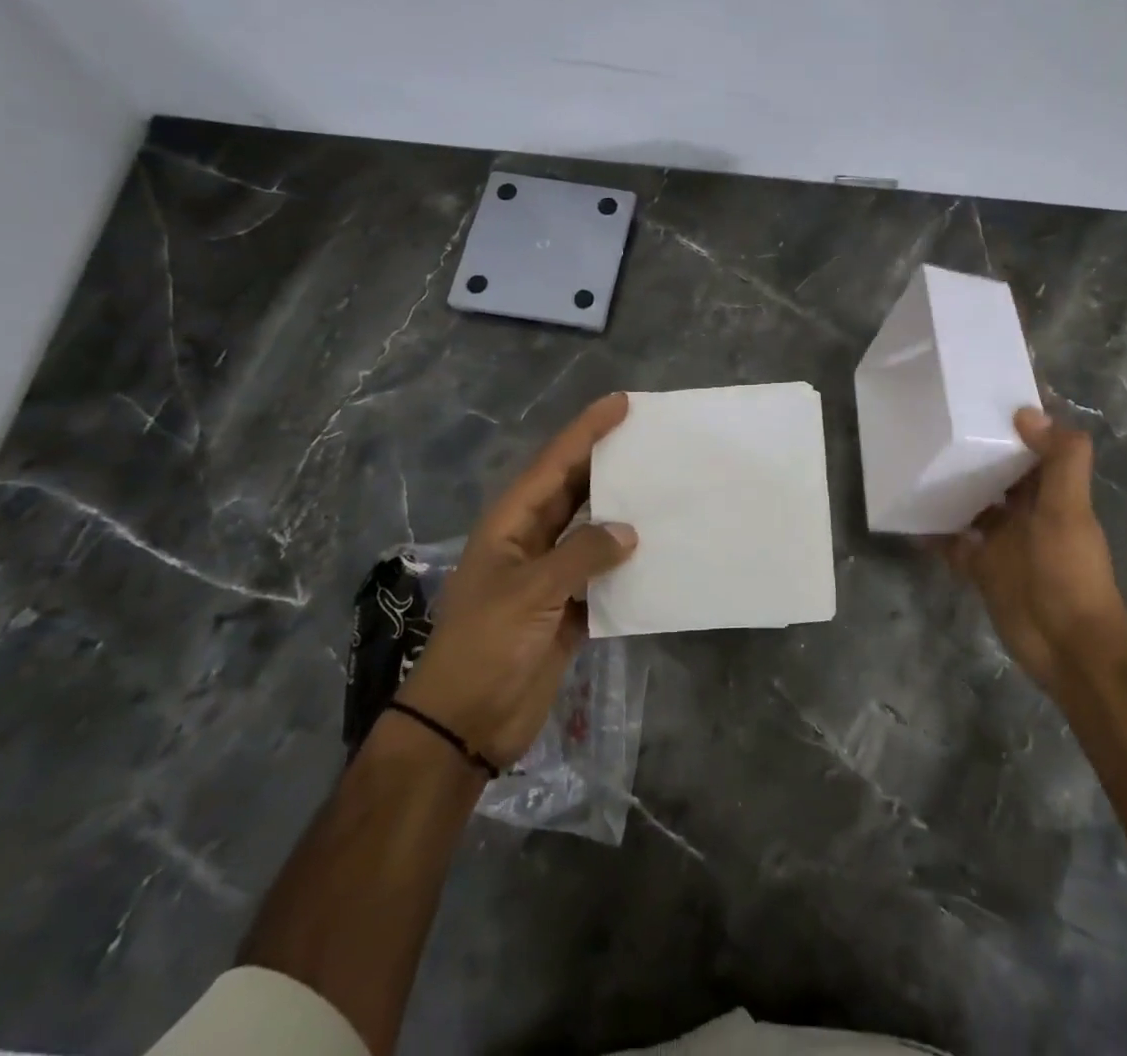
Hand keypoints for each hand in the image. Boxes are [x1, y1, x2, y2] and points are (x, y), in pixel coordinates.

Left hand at [396, 393, 636, 767]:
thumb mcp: (532, 592)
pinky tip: (657, 553)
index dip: (586, 431)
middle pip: (574, 490)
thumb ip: (582, 555)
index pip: (554, 464)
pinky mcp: (567, 610)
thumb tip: (629, 532)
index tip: (621, 403)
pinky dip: (626, 564)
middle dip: (607, 462)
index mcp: (511, 524)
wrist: (465, 724)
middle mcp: (531, 541)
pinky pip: (602, 574)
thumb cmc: (486, 646)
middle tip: (650, 438)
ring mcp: (549, 576)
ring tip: (661, 488)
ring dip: (621, 512)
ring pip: (591, 531)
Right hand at [939, 408, 1126, 695]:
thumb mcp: (1069, 509)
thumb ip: (1060, 460)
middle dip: (975, 451)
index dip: (1017, 423)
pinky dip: (934, 531)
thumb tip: (1027, 412)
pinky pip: (952, 542)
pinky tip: (908, 515)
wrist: (1067, 646)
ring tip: (915, 461)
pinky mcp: (981, 567)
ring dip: (951, 487)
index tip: (983, 396)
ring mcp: (1002, 541)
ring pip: (973, 504)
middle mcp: (1027, 511)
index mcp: (1053, 492)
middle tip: (935, 423)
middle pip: (999, 473)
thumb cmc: (1069, 571)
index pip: (1036, 447)